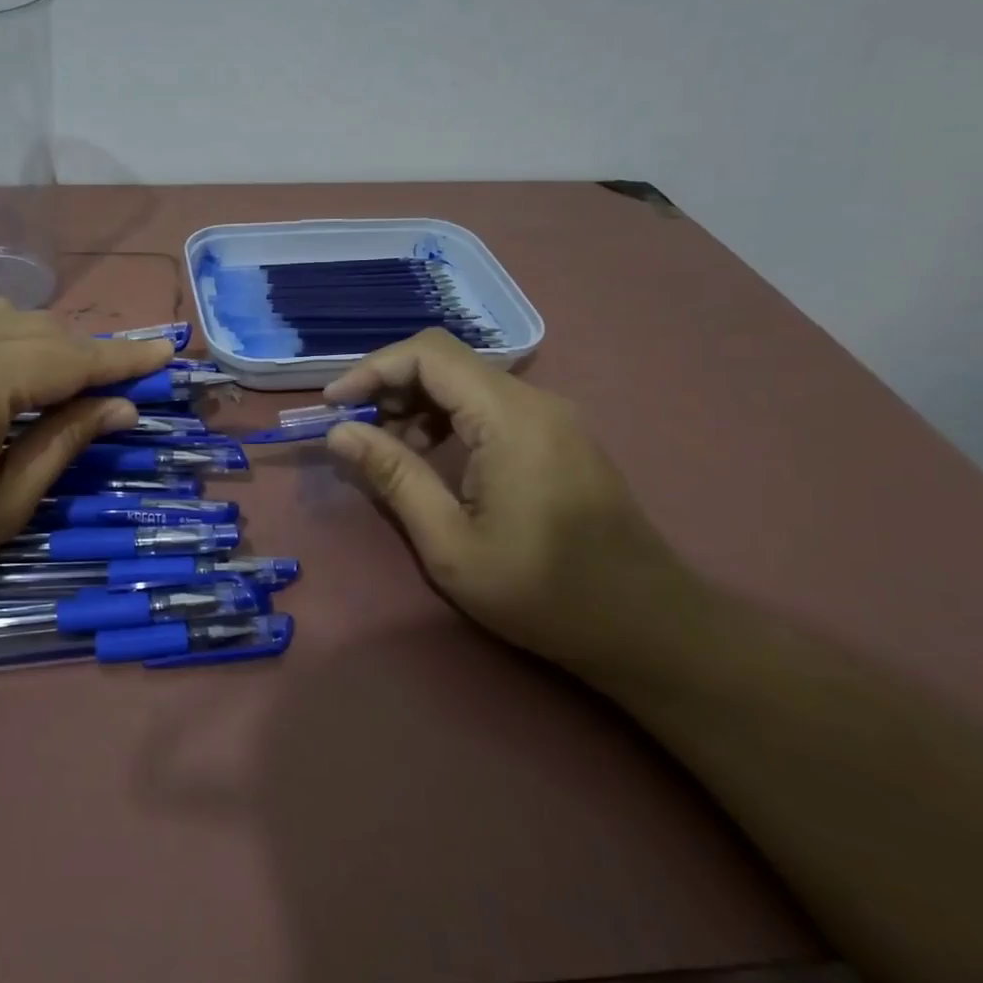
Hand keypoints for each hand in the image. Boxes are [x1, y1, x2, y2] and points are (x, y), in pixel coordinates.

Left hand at [0, 301, 170, 621]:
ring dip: (29, 341)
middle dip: (78, 353)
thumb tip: (121, 408)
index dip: (124, 358)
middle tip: (103, 386)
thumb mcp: (4, 503)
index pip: (72, 357)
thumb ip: (66, 441)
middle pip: (36, 326)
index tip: (166, 351)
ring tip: (40, 383)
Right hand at [323, 329, 687, 667]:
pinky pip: (491, 404)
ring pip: (468, 381)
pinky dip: (448, 417)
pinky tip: (431, 456)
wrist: (648, 627)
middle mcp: (535, 401)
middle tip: (354, 429)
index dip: (372, 369)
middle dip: (390, 384)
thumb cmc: (543, 592)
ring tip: (385, 447)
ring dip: (417, 401)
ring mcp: (552, 417)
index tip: (334, 405)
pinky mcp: (559, 437)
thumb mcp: (450, 543)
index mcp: (510, 418)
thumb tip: (339, 433)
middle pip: (447, 360)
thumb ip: (394, 477)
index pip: (429, 354)